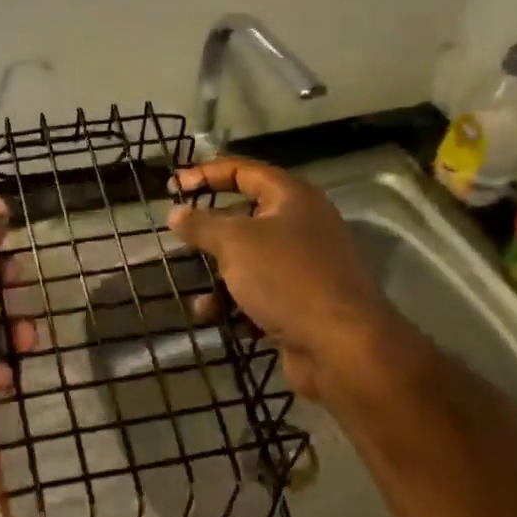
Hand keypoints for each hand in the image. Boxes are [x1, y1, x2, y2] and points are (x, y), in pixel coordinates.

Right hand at [168, 158, 399, 405]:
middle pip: (245, 218)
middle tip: (180, 240)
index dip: (206, 173)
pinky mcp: (302, 302)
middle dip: (210, 234)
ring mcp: (304, 266)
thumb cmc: (286, 278)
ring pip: (249, 262)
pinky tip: (219, 321)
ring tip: (201, 302)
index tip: (173, 187)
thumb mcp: (235, 244)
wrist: (342, 346)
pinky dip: (237, 305)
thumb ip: (201, 225)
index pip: (243, 171)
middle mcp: (302, 225)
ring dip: (219, 281)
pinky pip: (260, 294)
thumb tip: (176, 212)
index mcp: (292, 198)